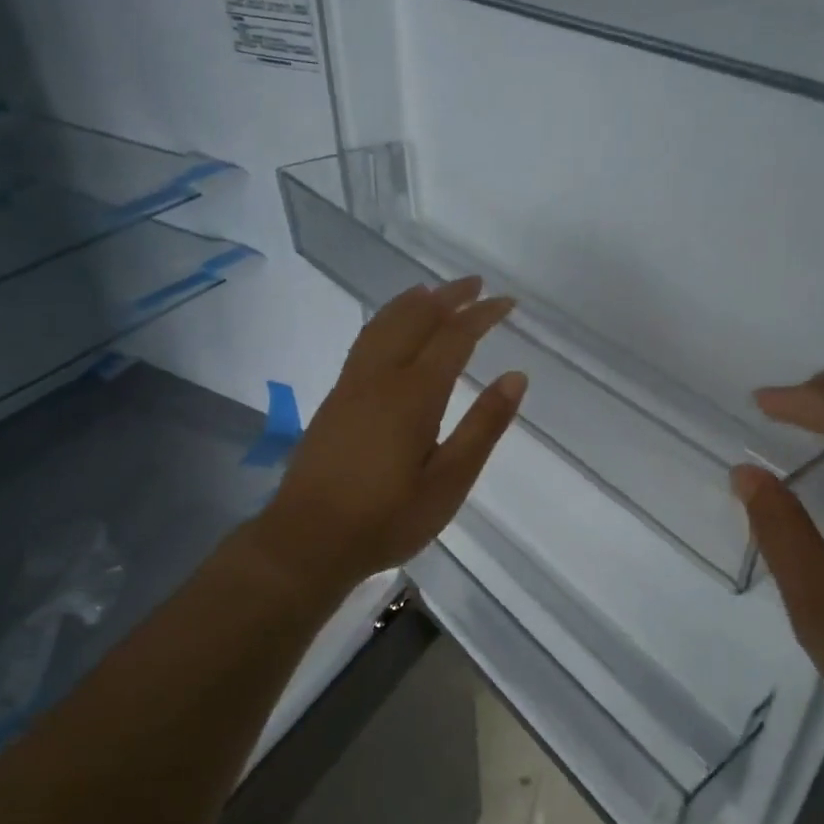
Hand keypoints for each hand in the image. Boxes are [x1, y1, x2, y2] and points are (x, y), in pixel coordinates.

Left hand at [253, 277, 525, 591]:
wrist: (308, 539)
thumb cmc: (387, 518)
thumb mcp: (449, 482)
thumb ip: (483, 426)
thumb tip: (516, 377)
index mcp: (414, 395)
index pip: (454, 337)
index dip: (482, 315)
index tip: (507, 302)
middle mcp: (380, 378)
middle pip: (415, 319)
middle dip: (448, 297)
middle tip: (475, 284)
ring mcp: (351, 385)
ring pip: (383, 324)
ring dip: (413, 303)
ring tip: (434, 292)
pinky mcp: (334, 399)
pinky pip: (365, 340)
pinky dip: (386, 320)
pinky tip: (390, 330)